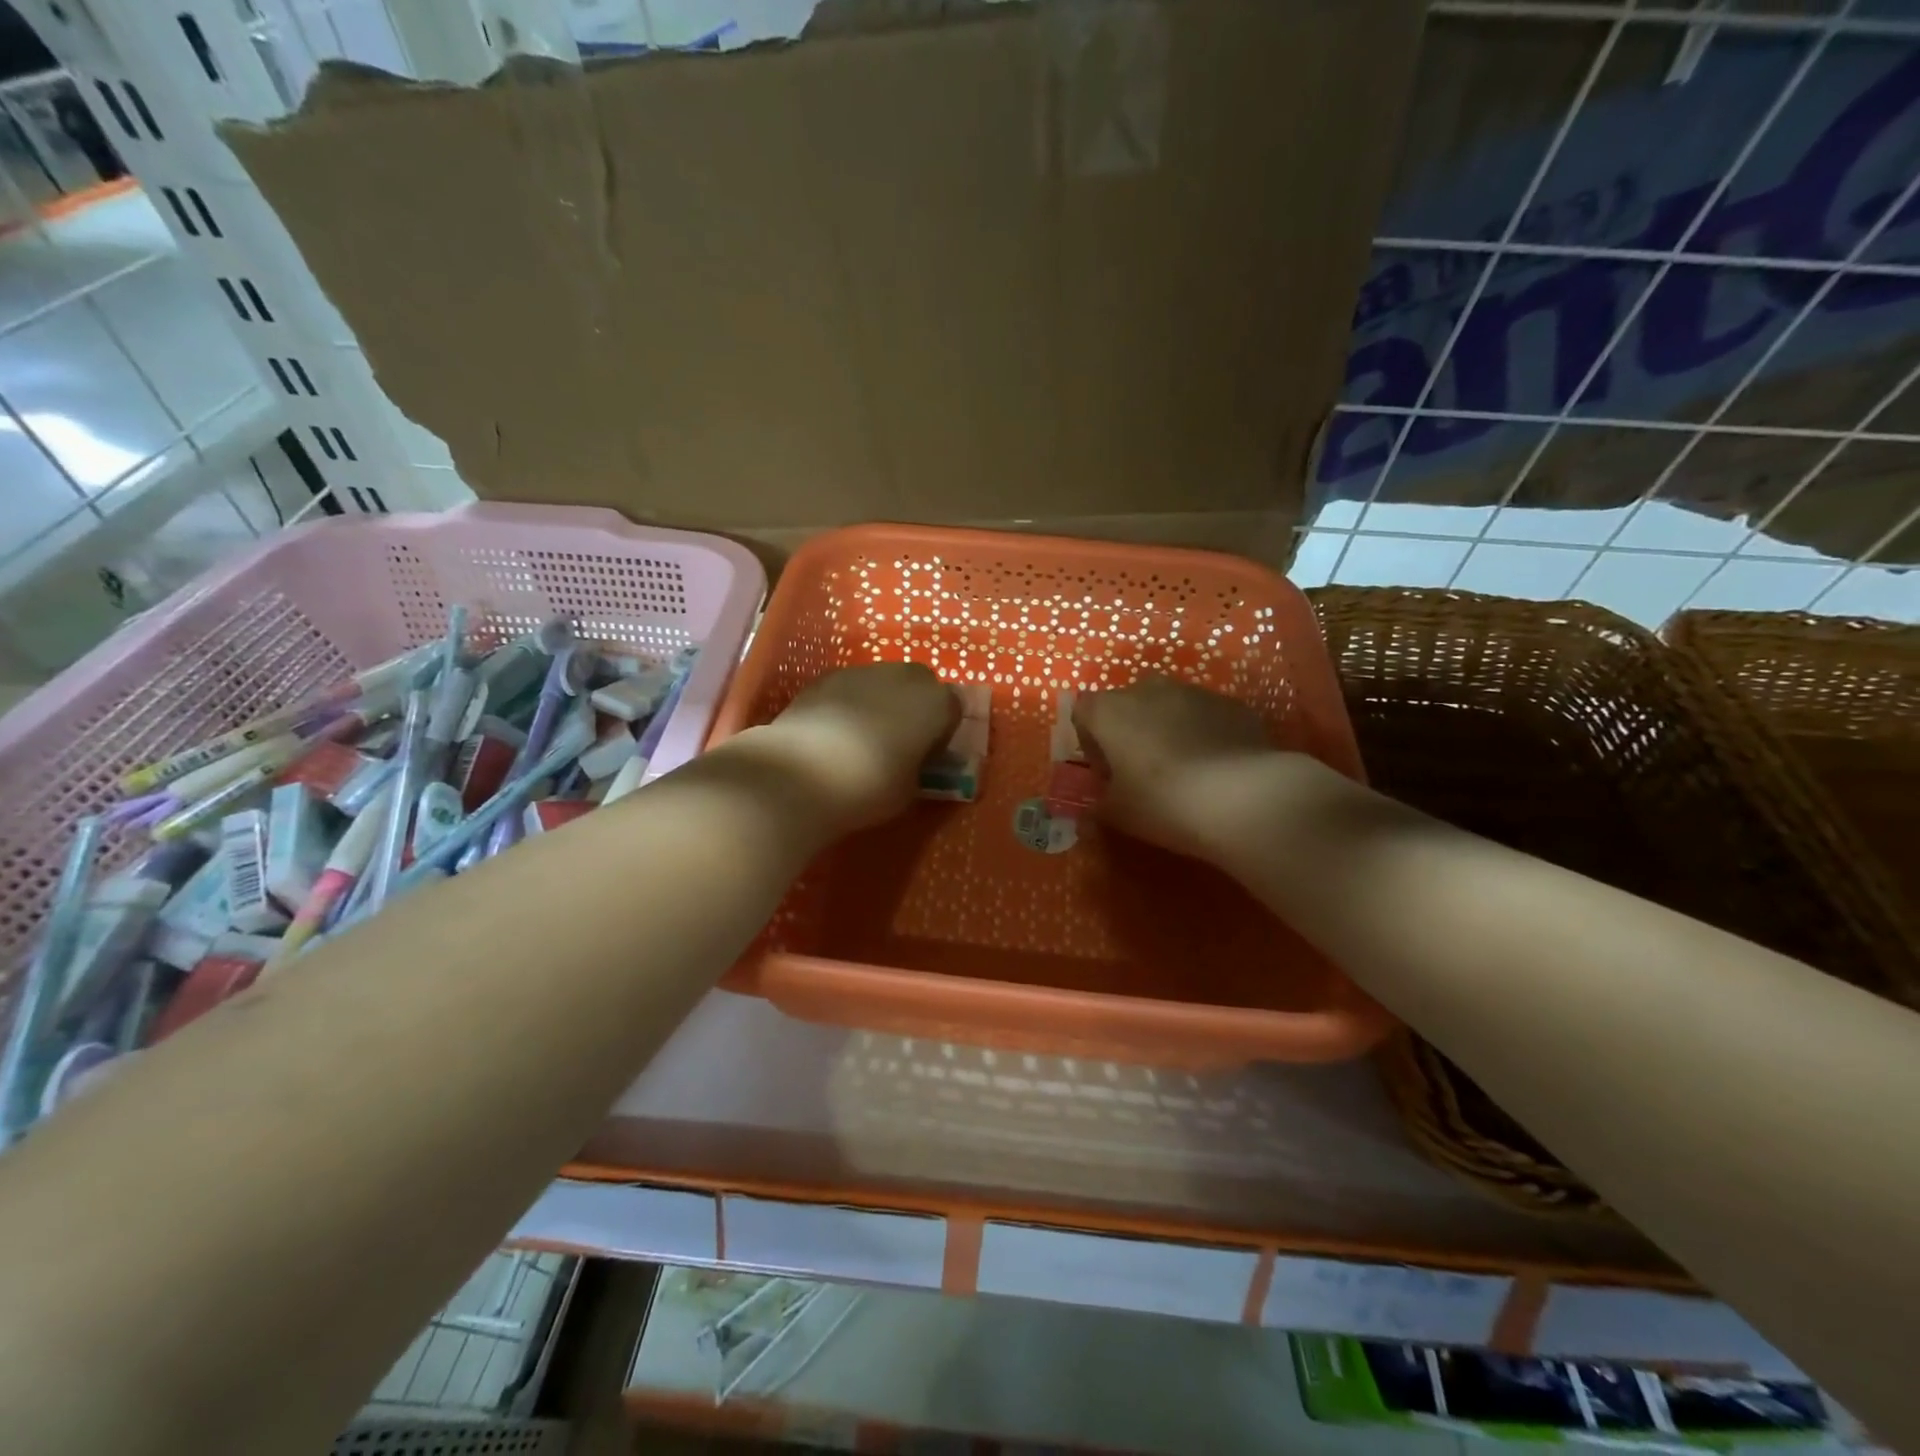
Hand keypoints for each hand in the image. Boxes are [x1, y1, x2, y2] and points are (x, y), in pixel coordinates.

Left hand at [742, 663, 957, 833]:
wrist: (802, 772)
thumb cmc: (870, 786)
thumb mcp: (911, 789)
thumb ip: (919, 766)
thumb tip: (913, 761)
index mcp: (936, 703)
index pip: (953, 710)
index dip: (942, 732)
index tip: (928, 755)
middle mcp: (904, 677)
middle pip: (920, 684)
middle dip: (914, 706)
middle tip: (900, 739)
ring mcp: (862, 671)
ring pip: (883, 682)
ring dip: (881, 701)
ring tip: (863, 737)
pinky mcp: (826, 676)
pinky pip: (851, 687)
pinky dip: (849, 703)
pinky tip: (834, 732)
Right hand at [1073, 676, 1275, 859]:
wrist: (1243, 796)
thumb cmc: (1163, 801)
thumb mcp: (1117, 814)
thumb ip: (1098, 802)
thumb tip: (1098, 802)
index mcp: (1110, 711)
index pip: (1083, 712)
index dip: (1090, 741)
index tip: (1105, 772)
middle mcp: (1147, 689)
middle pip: (1126, 705)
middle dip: (1129, 732)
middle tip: (1140, 771)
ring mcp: (1193, 692)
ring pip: (1168, 706)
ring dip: (1166, 729)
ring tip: (1182, 769)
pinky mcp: (1231, 704)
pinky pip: (1205, 716)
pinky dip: (1202, 733)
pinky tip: (1215, 768)